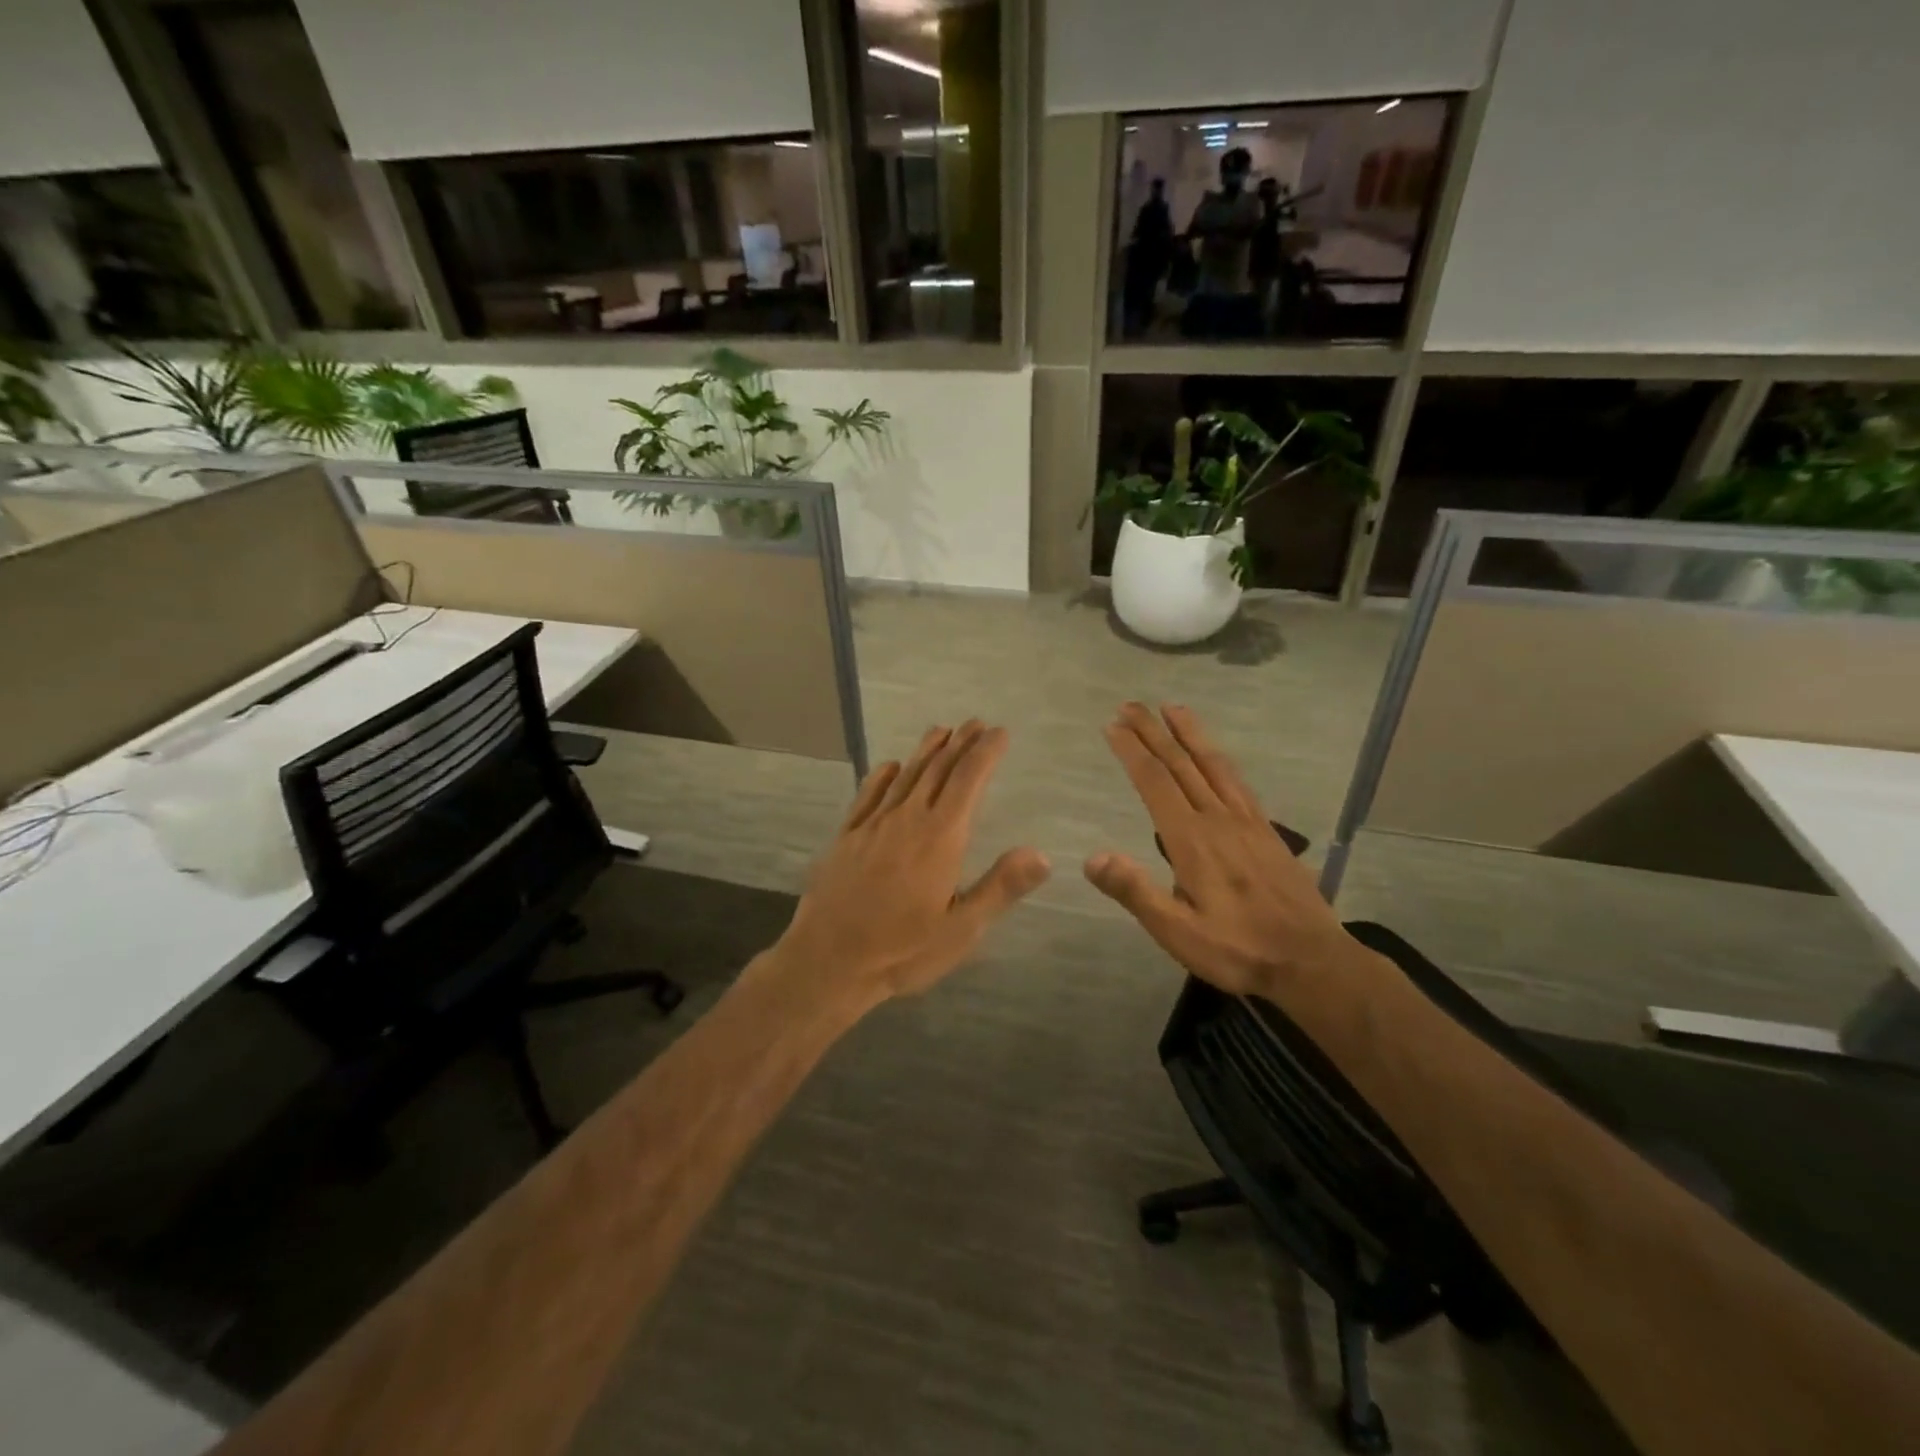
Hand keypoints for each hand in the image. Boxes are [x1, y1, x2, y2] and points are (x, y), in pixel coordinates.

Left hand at [773, 721, 1049, 1006]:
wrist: (827, 962)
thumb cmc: (901, 950)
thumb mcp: (961, 929)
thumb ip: (1000, 887)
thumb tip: (1042, 853)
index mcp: (940, 838)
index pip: (968, 782)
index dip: (985, 754)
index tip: (999, 732)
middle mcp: (907, 820)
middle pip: (937, 771)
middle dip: (960, 744)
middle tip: (975, 723)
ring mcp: (872, 826)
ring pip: (904, 777)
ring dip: (925, 751)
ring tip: (940, 731)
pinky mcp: (846, 837)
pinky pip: (868, 796)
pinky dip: (883, 776)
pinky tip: (890, 767)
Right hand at [1084, 702, 1356, 1001]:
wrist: (1312, 961)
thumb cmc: (1238, 950)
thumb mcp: (1178, 932)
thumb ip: (1136, 892)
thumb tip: (1092, 858)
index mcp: (1191, 840)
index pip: (1155, 782)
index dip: (1132, 751)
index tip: (1112, 725)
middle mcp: (1218, 819)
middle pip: (1181, 764)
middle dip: (1153, 731)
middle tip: (1130, 705)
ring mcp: (1247, 822)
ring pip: (1214, 764)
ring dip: (1190, 733)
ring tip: (1173, 708)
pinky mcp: (1268, 831)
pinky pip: (1238, 782)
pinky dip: (1220, 758)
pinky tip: (1216, 756)